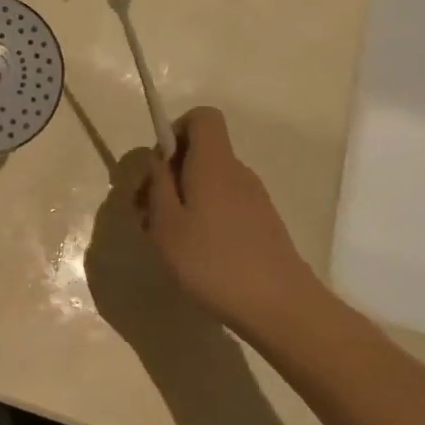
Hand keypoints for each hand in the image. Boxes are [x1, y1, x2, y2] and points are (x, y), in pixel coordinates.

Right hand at [135, 107, 322, 338]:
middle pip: (199, 152)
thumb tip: (159, 160)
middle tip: (144, 212)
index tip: (157, 166)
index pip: (202, 117)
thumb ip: (158, 185)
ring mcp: (253, 198)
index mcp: (213, 164)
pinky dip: (200, 216)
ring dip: (180, 199)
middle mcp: (237, 172)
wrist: (280, 307)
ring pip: (208, 181)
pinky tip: (190, 252)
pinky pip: (222, 203)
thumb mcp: (166, 224)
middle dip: (167, 174)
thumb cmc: (212, 262)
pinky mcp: (260, 223)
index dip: (175, 130)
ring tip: (162, 238)